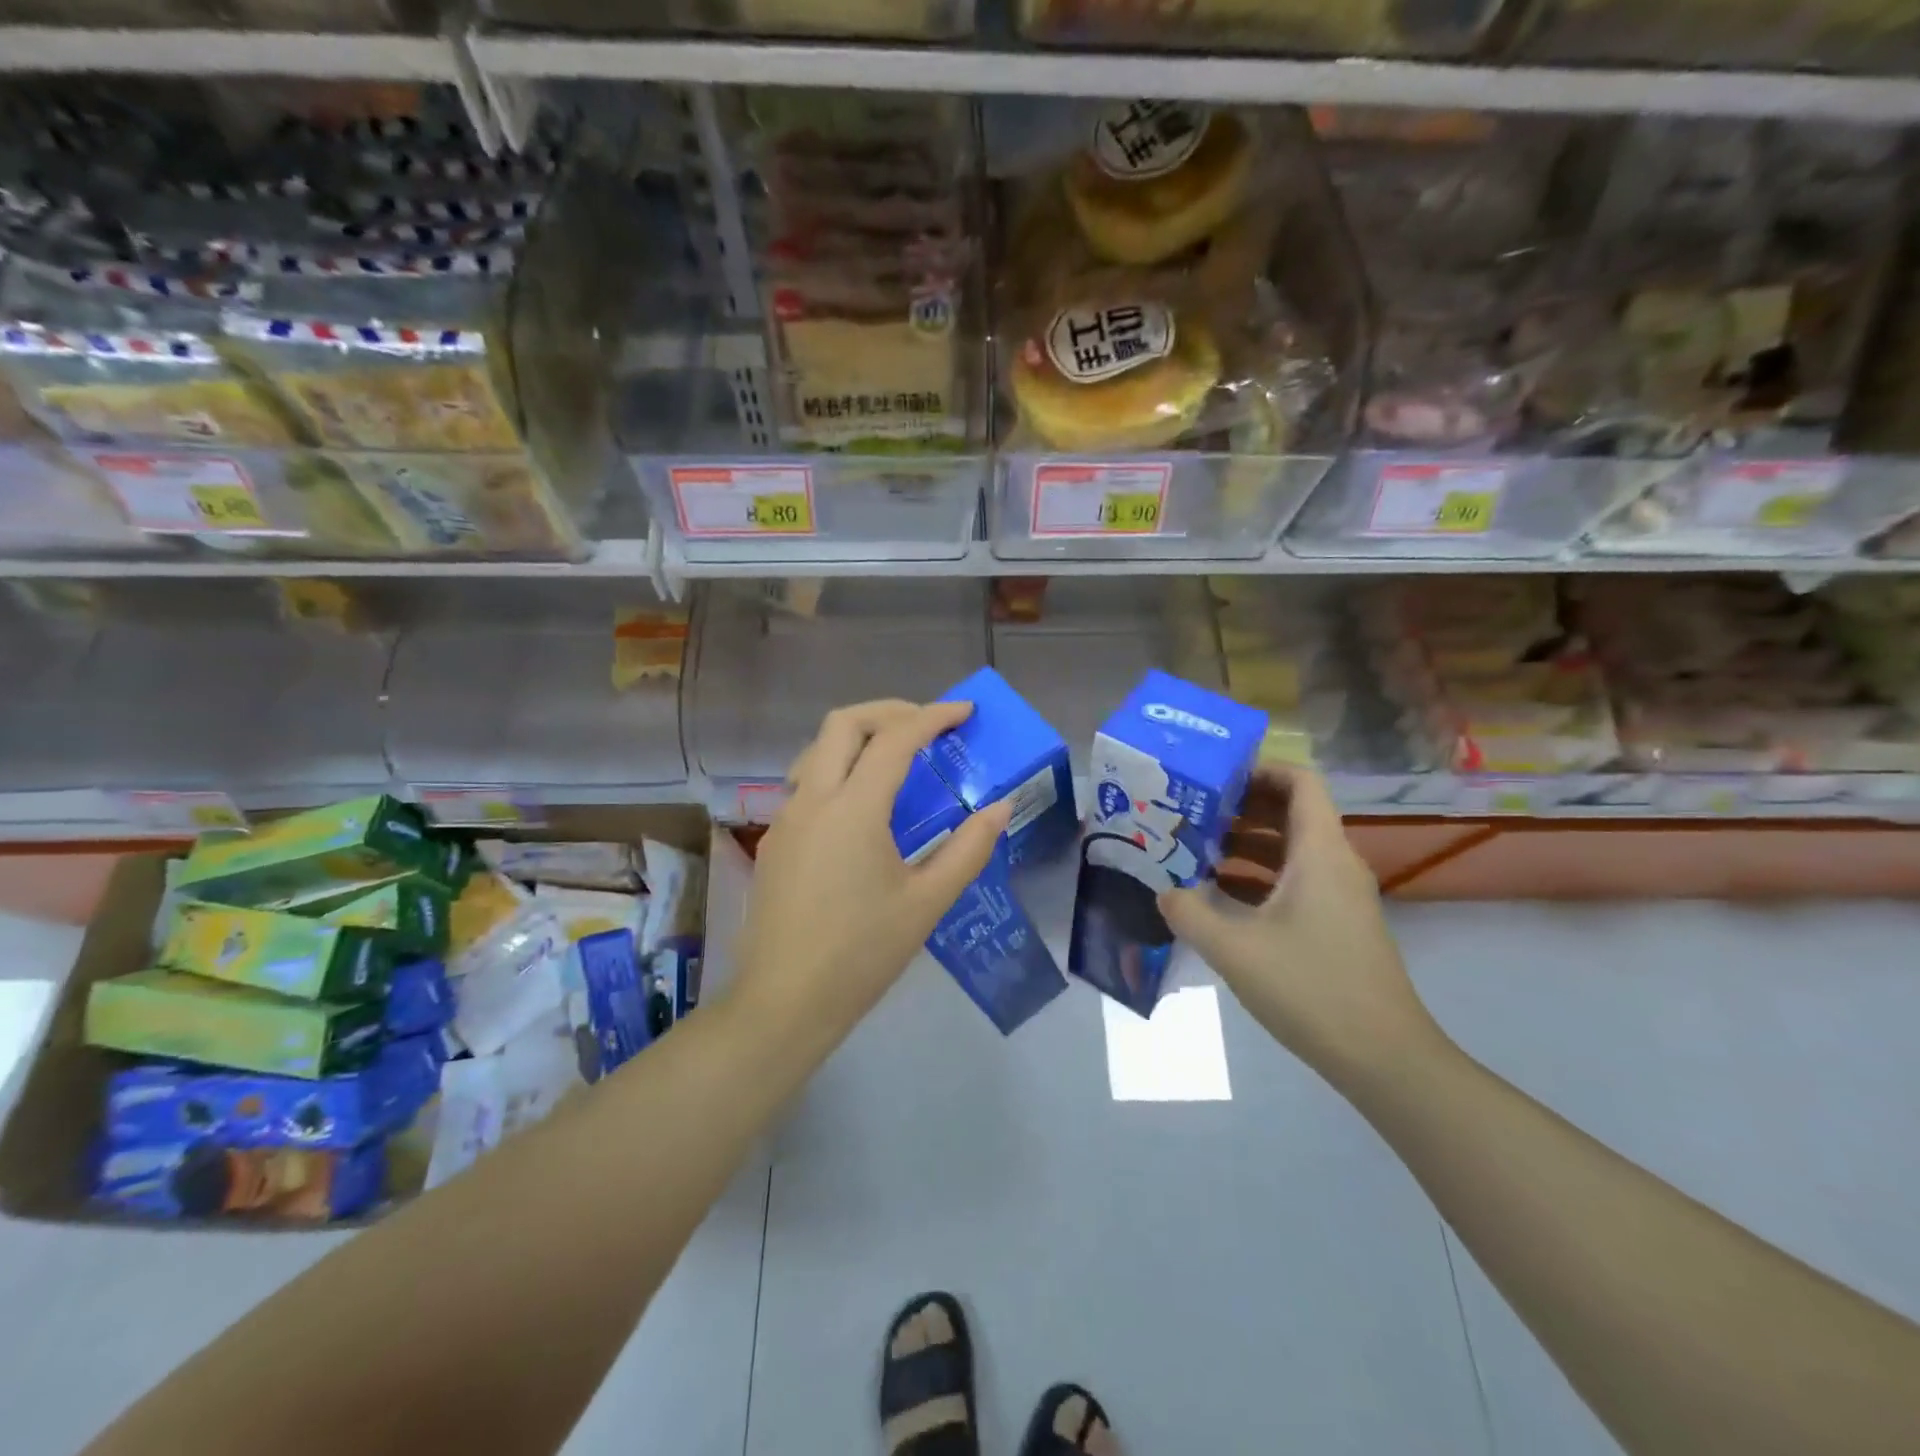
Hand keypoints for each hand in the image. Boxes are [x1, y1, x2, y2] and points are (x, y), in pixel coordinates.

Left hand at [732, 700, 1011, 1050]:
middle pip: (842, 723)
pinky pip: (805, 783)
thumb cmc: (862, 953)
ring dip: (856, 737)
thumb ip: (969, 849)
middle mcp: (812, 800)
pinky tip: (861, 806)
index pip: (894, 739)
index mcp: (852, 809)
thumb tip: (1000, 807)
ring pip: (816, 749)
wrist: (784, 1002)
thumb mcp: (927, 902)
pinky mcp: (774, 841)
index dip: (933, 717)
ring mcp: (785, 818)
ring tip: (894, 757)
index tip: (965, 712)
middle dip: (888, 711)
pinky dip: (838, 769)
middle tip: (927, 724)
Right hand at [1158, 767, 1443, 1089]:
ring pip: (1290, 848)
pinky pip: (1294, 880)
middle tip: (1190, 811)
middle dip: (1240, 806)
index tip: (1213, 777)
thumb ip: (1189, 913)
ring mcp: (1338, 895)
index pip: (1299, 782)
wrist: (1383, 1057)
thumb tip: (1163, 891)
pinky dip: (1258, 876)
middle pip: (1291, 812)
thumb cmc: (1311, 988)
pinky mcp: (1336, 923)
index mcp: (1319, 852)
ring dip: (1245, 843)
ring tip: (1194, 849)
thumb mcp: (1234, 949)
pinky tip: (1218, 894)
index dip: (1259, 769)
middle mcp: (1334, 863)